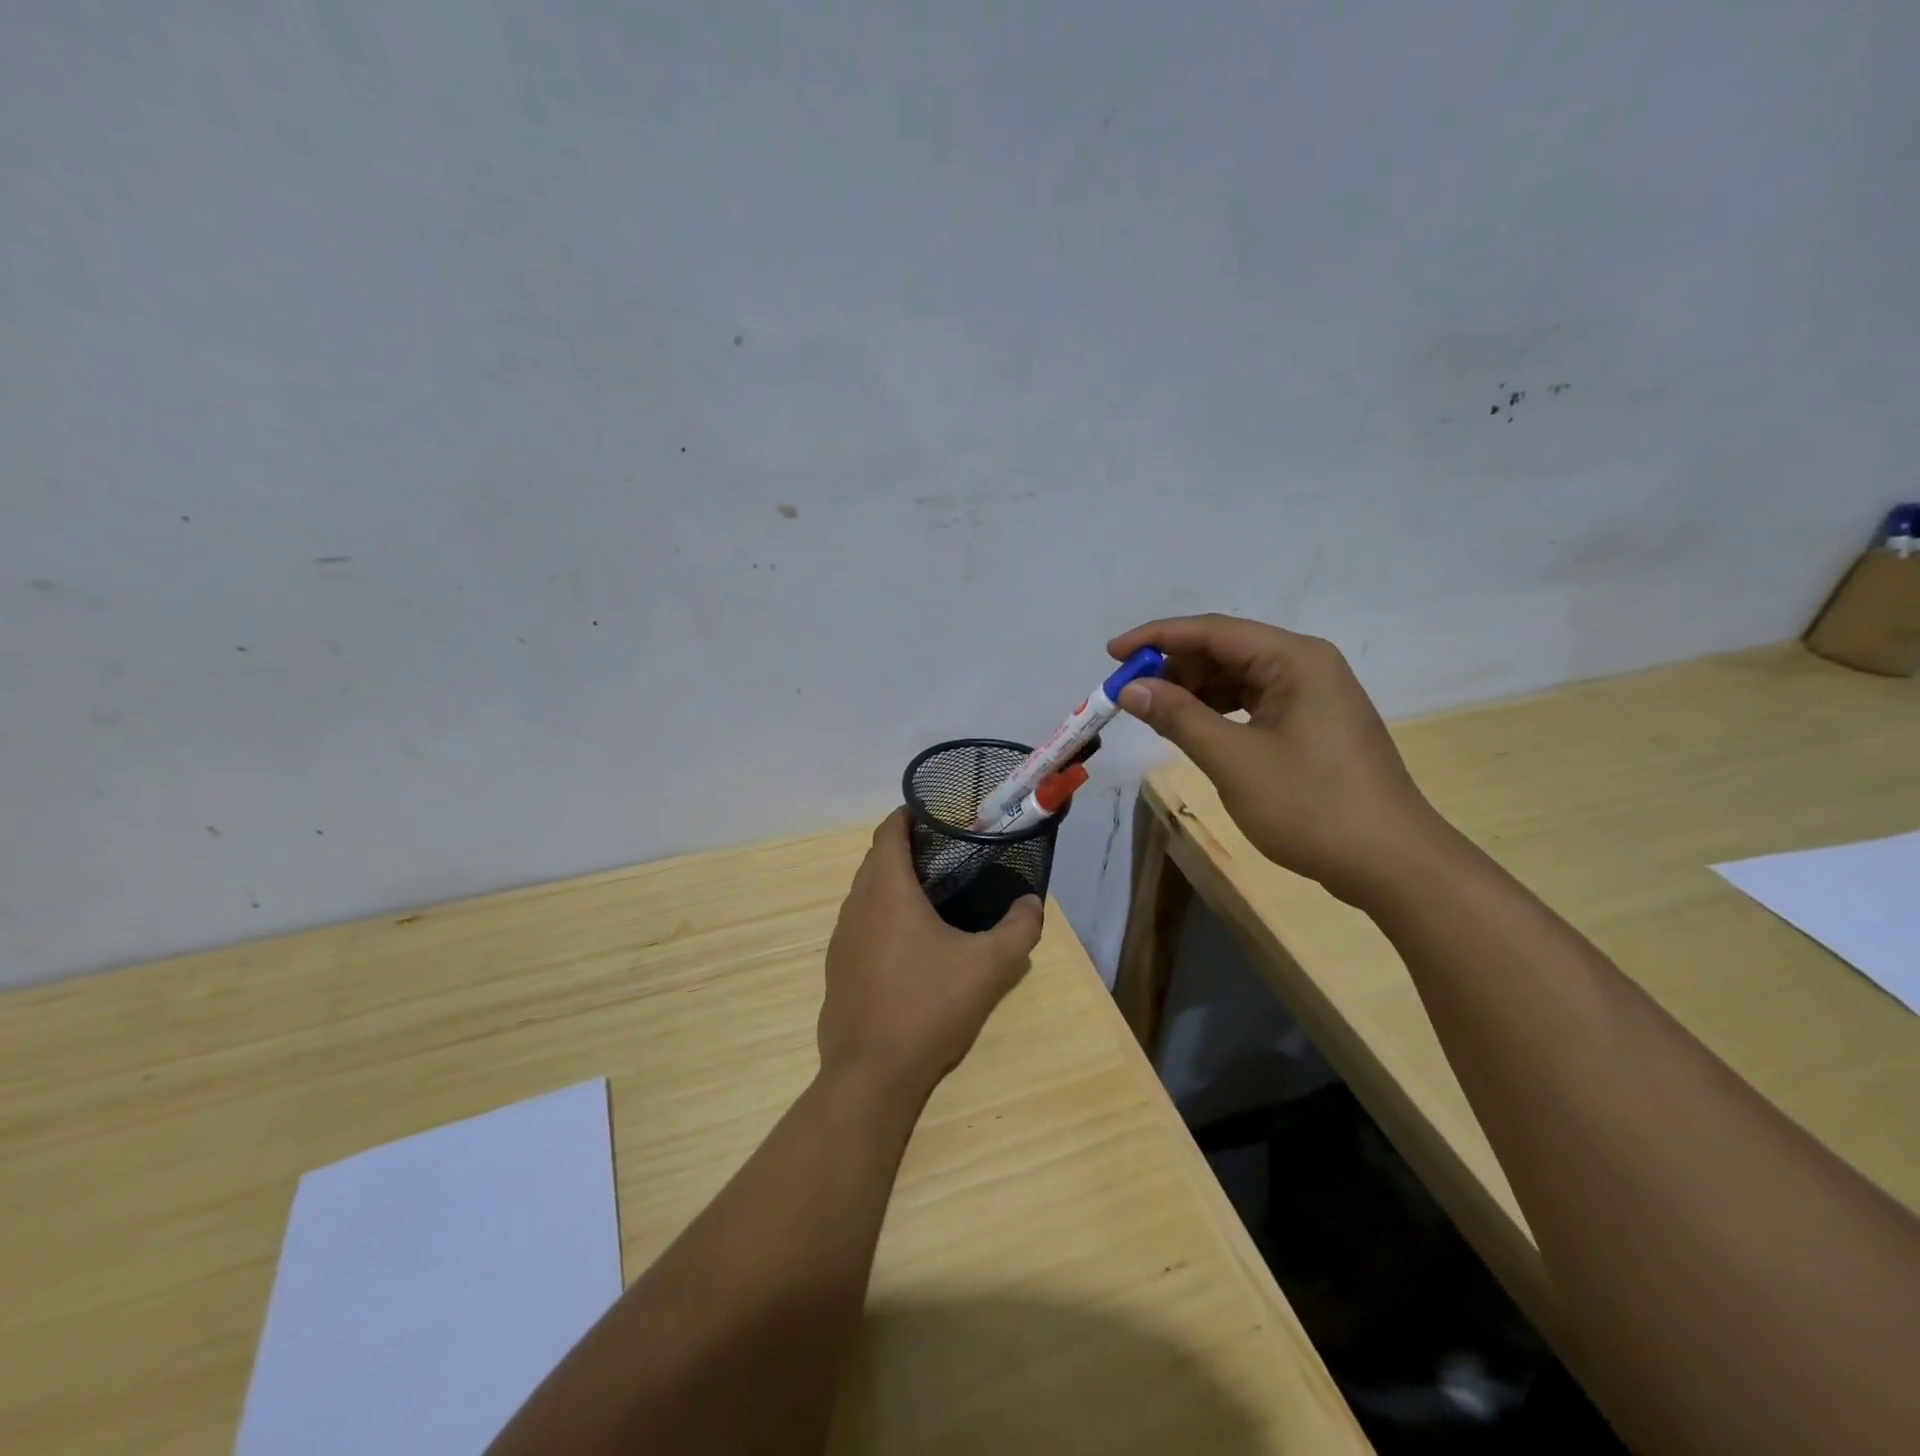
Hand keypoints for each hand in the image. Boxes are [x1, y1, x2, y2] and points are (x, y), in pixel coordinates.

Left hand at [818, 809, 1044, 1101]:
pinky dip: (880, 918)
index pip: (888, 832)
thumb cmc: (929, 1006)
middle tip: (944, 855)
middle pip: (875, 861)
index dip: (907, 816)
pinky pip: (859, 926)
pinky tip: (908, 946)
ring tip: (930, 897)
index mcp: (887, 890)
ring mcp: (842, 939)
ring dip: (891, 885)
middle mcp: (857, 905)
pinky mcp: (837, 969)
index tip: (933, 815)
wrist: (872, 1073)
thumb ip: (1019, 929)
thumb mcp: (989, 967)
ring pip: (865, 894)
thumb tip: (1031, 903)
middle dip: (904, 850)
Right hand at [1108, 614, 1454, 907]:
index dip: (1157, 638)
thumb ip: (1179, 717)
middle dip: (1174, 668)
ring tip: (1155, 714)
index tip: (1112, 653)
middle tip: (1130, 695)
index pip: (1213, 631)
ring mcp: (1314, 696)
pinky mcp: (1314, 725)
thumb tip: (1131, 688)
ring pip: (1239, 678)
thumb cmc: (1311, 805)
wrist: (1392, 863)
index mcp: (1294, 659)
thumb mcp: (1234, 760)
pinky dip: (1219, 712)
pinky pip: (1255, 703)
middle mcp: (1307, 665)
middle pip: (1226, 650)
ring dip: (1194, 691)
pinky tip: (1195, 730)